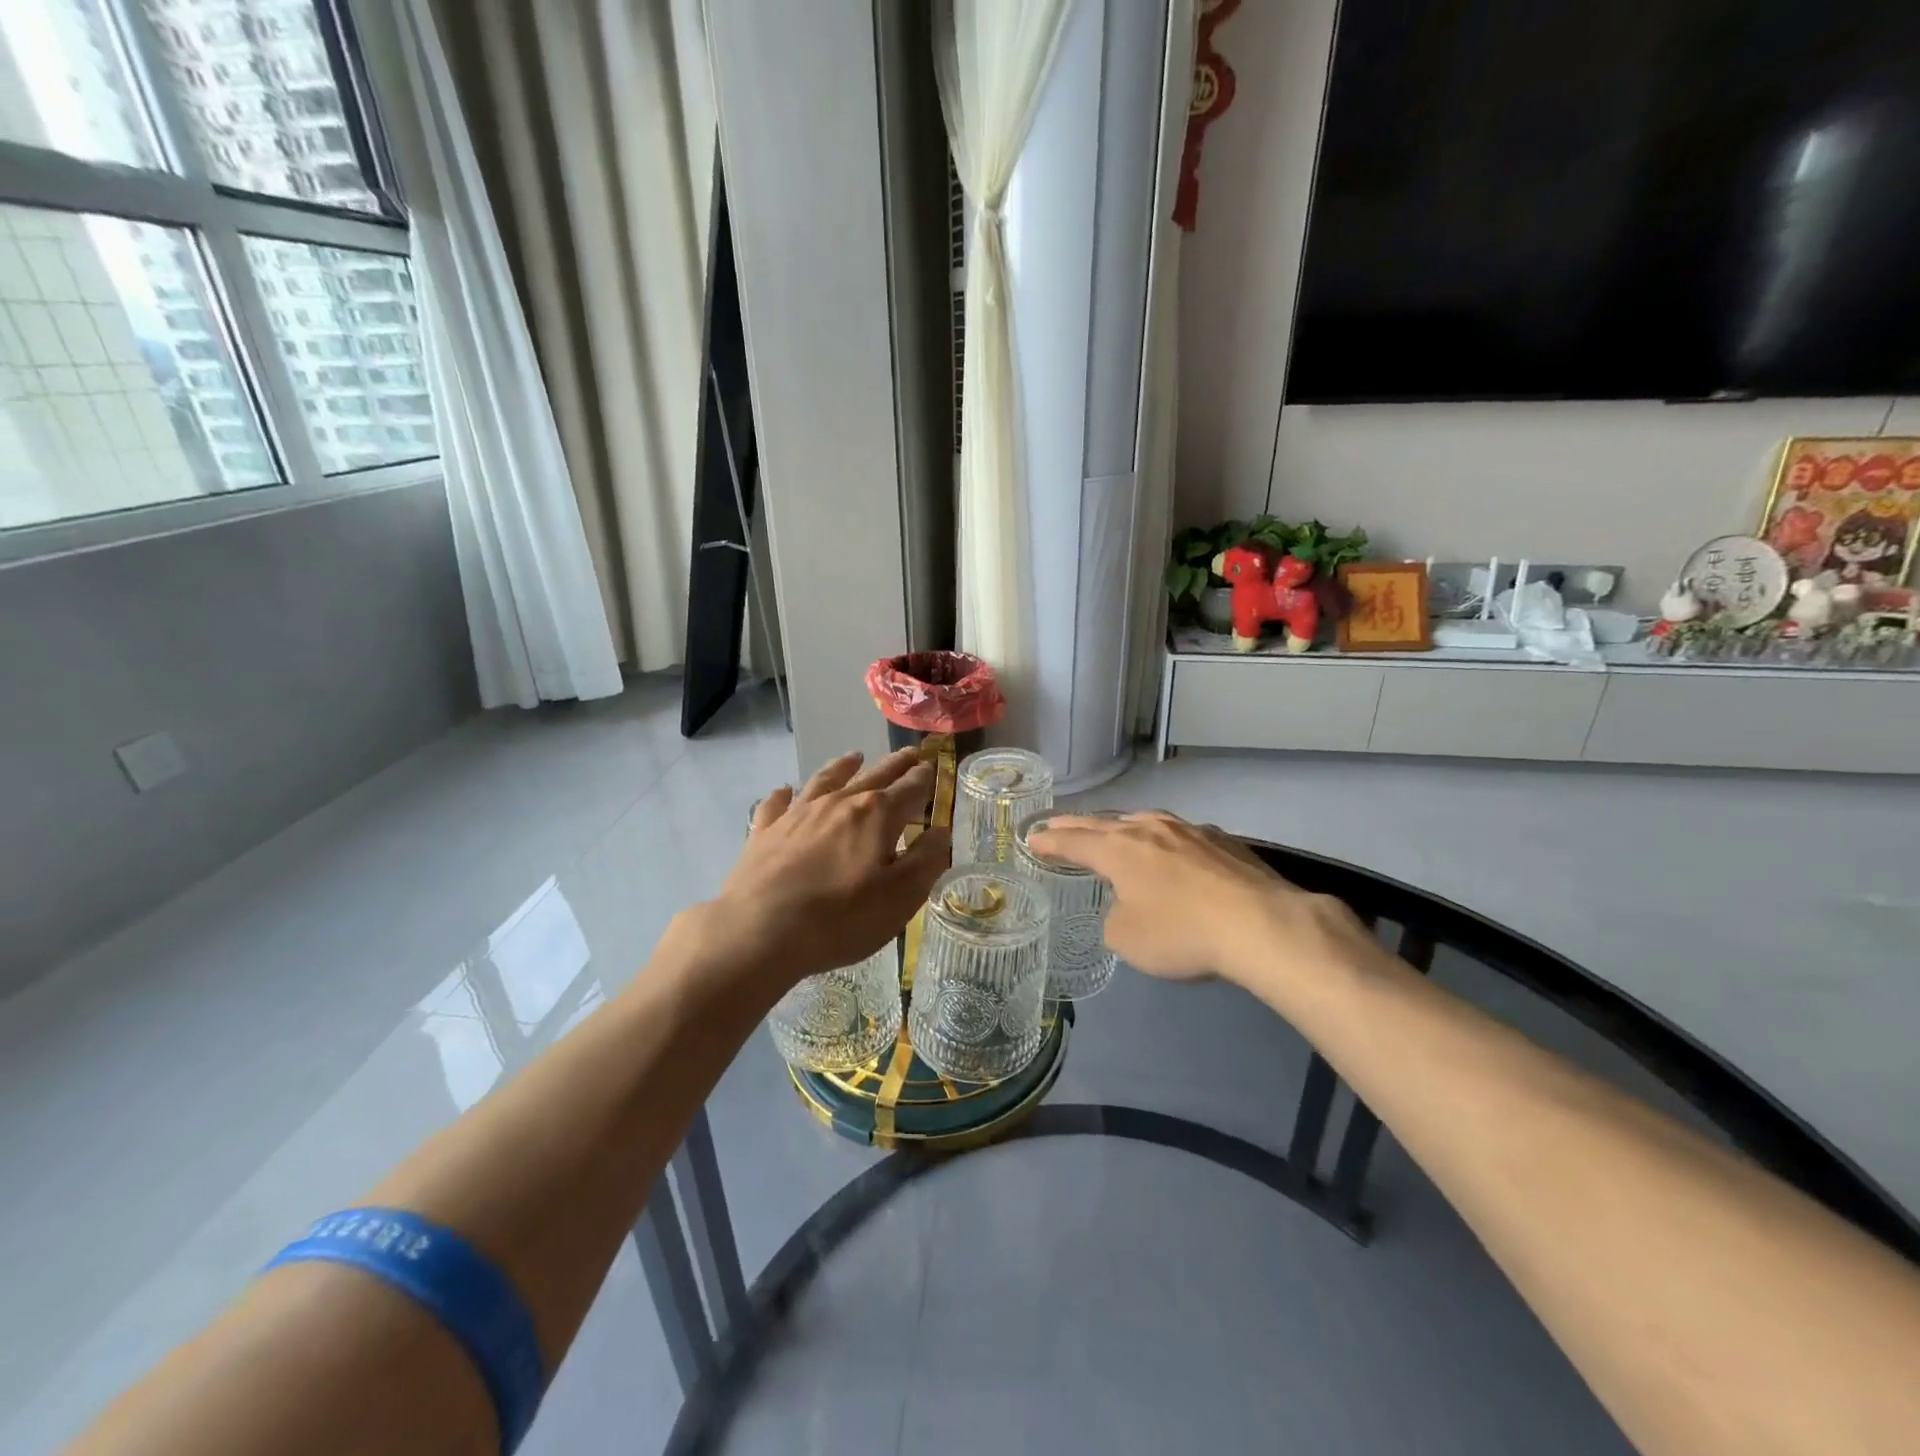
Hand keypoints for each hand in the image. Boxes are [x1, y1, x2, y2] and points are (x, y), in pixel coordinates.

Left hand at [694, 747, 949, 988]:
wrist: (760, 931)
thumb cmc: (841, 918)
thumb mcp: (900, 898)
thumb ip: (925, 861)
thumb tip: (941, 831)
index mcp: (877, 815)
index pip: (910, 788)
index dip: (925, 778)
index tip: (933, 767)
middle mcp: (839, 802)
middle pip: (874, 776)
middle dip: (895, 764)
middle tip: (910, 753)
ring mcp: (798, 813)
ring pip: (826, 780)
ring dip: (844, 766)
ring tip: (855, 757)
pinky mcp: (765, 830)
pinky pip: (778, 803)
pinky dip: (786, 794)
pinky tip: (786, 791)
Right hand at [1028, 811, 1377, 988]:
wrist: (1260, 923)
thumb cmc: (1181, 932)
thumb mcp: (1127, 939)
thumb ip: (1114, 917)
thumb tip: (1126, 907)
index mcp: (1118, 848)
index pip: (1073, 840)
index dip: (1049, 842)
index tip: (1032, 838)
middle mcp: (1149, 828)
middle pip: (1103, 822)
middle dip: (1076, 825)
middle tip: (1055, 824)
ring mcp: (1188, 830)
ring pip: (1143, 821)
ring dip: (1120, 826)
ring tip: (1110, 829)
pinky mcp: (1222, 841)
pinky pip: (1177, 835)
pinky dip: (1161, 840)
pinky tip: (1169, 849)